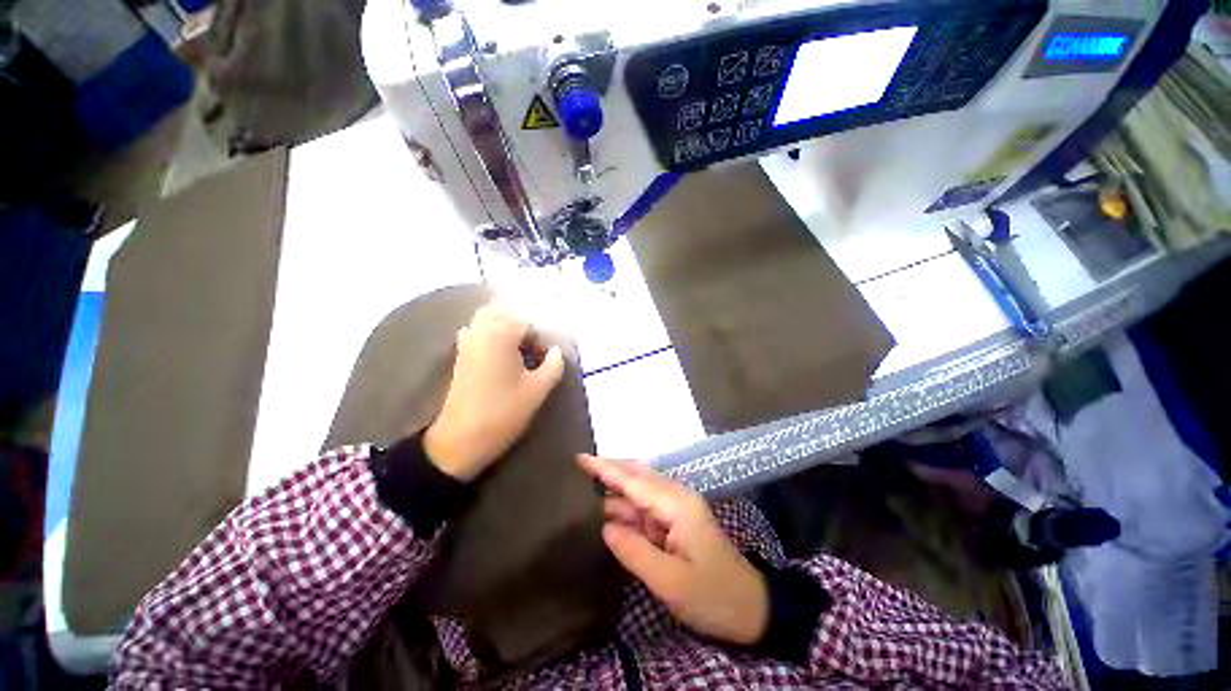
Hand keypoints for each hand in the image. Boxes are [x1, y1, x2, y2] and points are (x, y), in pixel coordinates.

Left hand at [424, 303, 564, 480]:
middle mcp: (481, 331)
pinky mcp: (460, 355)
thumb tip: (556, 351)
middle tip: (533, 347)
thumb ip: (553, 365)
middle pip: (503, 310)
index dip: (539, 337)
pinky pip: (476, 331)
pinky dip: (490, 333)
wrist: (460, 439)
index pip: (526, 321)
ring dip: (505, 325)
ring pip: (487, 318)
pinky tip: (500, 353)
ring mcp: (467, 342)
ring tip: (519, 347)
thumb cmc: (503, 412)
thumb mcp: (538, 390)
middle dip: (521, 323)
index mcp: (501, 336)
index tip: (544, 357)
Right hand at [578, 454, 768, 645]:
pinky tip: (608, 514)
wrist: (751, 608)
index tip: (580, 458)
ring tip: (583, 492)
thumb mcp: (670, 582)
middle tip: (578, 470)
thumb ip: (634, 551)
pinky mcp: (676, 521)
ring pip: (639, 491)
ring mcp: (677, 508)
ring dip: (615, 493)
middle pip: (636, 476)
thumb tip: (605, 527)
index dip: (605, 468)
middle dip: (609, 472)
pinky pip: (645, 508)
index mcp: (676, 504)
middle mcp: (676, 497)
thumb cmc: (713, 595)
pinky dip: (626, 508)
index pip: (633, 480)